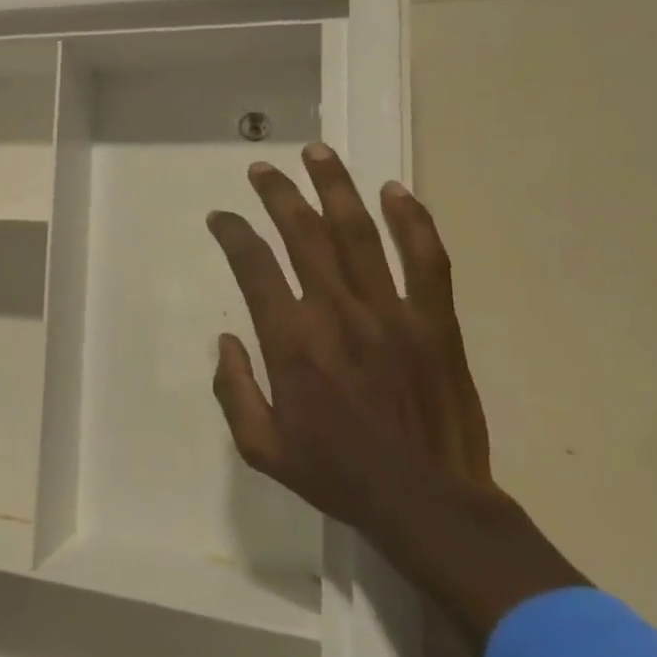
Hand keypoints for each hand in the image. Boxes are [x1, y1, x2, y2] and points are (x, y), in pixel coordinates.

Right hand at [207, 145, 585, 651]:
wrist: (429, 503)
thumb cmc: (338, 474)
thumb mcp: (260, 449)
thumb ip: (233, 390)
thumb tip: (227, 341)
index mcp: (292, 342)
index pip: (253, 266)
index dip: (232, 234)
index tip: (221, 218)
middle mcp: (337, 312)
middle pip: (303, 234)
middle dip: (277, 194)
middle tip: (262, 169)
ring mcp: (391, 312)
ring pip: (359, 233)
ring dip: (335, 187)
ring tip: (318, 153)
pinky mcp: (435, 321)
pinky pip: (426, 260)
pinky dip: (413, 221)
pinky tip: (397, 191)